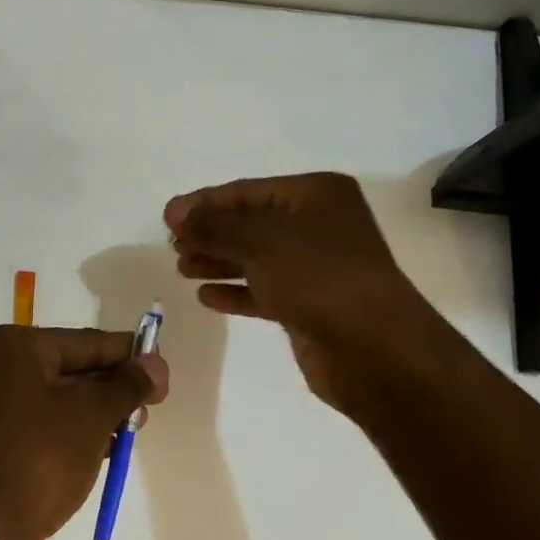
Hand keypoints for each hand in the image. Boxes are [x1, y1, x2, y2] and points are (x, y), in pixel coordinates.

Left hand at [0, 326, 168, 539]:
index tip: (163, 372)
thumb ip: (127, 386)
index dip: (129, 355)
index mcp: (16, 348)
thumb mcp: (92, 416)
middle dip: (114, 385)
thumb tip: (157, 364)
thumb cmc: (40, 458)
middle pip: (73, 367)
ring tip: (132, 429)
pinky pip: (46, 422)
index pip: (87, 342)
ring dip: (98, 410)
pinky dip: (75, 429)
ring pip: (61, 397)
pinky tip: (105, 447)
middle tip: (152, 405)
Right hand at [165, 173, 444, 415]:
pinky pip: (264, 289)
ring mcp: (316, 266)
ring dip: (217, 261)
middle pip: (249, 223)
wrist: (373, 349)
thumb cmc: (317, 277)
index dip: (204, 203)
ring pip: (254, 257)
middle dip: (209, 234)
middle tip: (173, 247)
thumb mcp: (258, 241)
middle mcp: (318, 224)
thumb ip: (213, 226)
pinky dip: (235, 291)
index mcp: (315, 195)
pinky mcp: (309, 303)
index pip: (247, 191)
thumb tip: (174, 212)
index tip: (165, 218)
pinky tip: (206, 297)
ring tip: (182, 269)